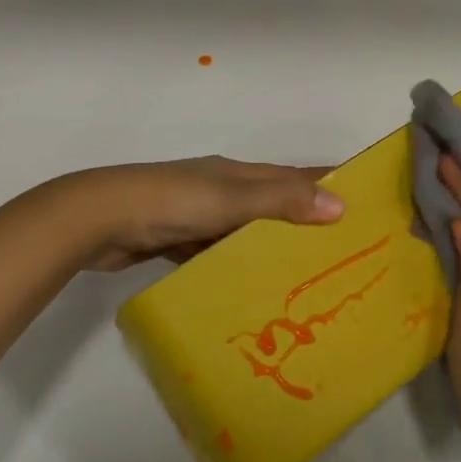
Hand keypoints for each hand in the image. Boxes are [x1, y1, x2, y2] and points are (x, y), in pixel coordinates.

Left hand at [65, 157, 342, 271]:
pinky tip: (252, 288)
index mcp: (238, 173)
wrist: (98, 220)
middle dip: (305, 221)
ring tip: (306, 276)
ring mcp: (198, 216)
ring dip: (272, 247)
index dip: (326, 182)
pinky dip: (237, 265)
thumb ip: (281, 202)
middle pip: (273, 203)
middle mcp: (222, 190)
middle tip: (342, 252)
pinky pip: (219, 253)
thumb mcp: (230, 199)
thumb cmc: (170, 202)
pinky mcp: (178, 241)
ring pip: (246, 231)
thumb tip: (340, 206)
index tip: (362, 199)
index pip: (293, 174)